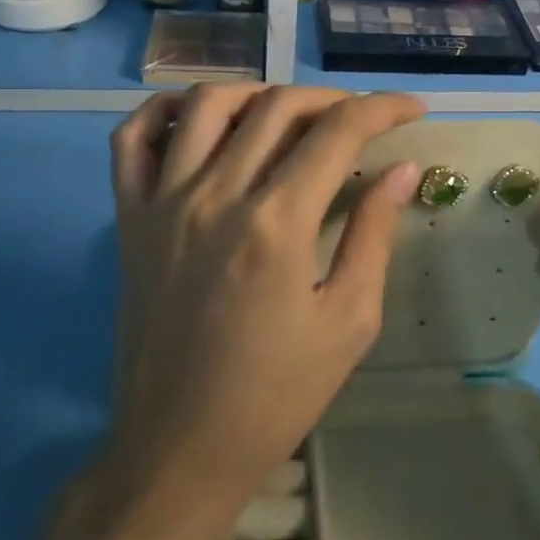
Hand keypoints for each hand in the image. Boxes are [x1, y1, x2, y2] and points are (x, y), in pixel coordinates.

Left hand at [106, 86, 424, 511]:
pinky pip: (132, 139)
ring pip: (207, 103)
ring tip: (287, 115)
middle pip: (277, 106)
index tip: (412, 110)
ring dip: (257, 93)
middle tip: (359, 121)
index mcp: (277, 223)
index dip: (383, 109)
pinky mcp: (127, 218)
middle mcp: (216, 194)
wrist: (181, 446)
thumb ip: (375, 234)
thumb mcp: (348, 321)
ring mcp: (163, 202)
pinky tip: (197, 120)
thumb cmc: (276, 394)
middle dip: (331, 100)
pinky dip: (164, 111)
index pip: (338, 131)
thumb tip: (401, 170)